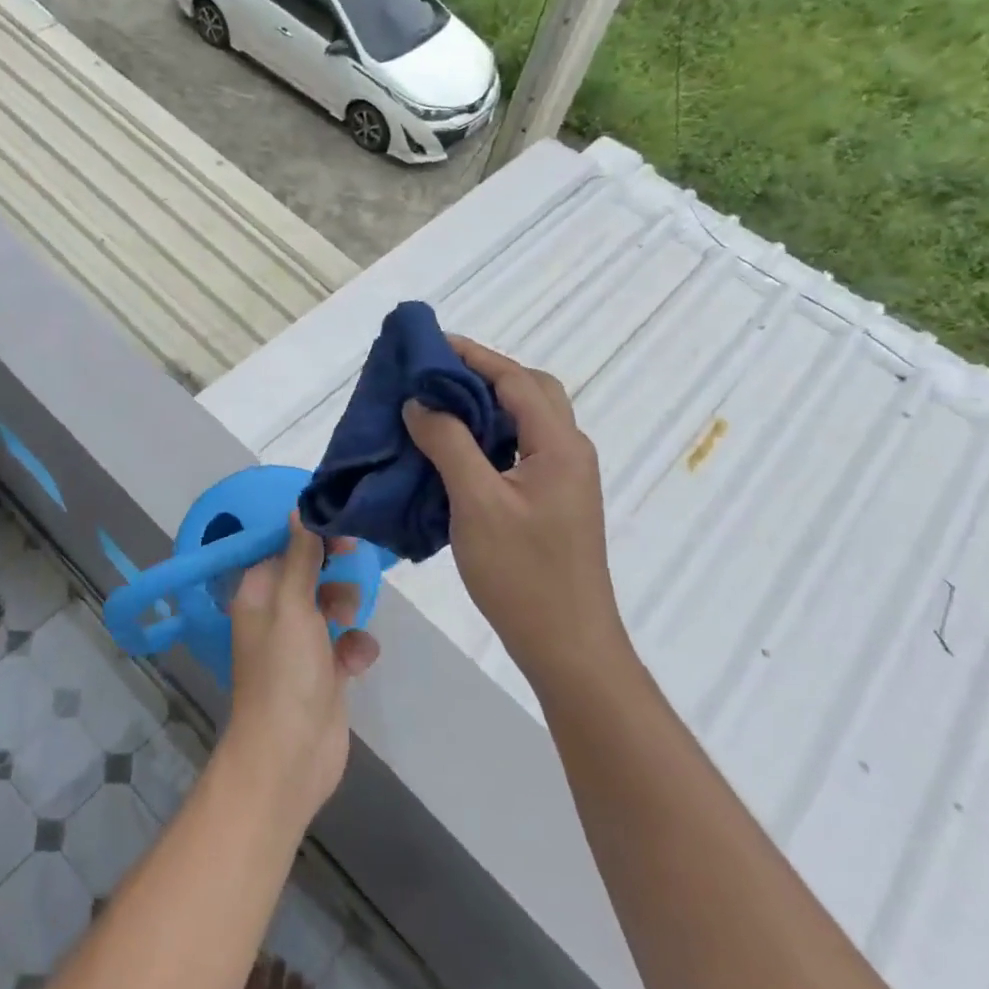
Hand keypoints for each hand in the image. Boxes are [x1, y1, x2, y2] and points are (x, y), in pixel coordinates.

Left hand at [222, 515, 379, 822]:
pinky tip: (359, 659)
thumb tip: (298, 509)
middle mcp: (275, 614)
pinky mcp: (323, 672)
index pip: (281, 547)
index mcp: (257, 594)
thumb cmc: (286, 672)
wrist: (291, 755)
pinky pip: (344, 643)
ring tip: (350, 618)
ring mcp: (299, 645)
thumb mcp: (293, 605)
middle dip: (332, 568)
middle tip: (354, 560)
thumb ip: (299, 556)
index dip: (309, 534)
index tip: (341, 526)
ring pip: (329, 605)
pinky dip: (354, 646)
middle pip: (308, 573)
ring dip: (346, 605)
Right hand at [402, 336, 627, 685]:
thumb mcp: (477, 503)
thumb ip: (449, 444)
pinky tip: (453, 451)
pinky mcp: (552, 501)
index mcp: (559, 445)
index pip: (516, 380)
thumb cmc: (522, 573)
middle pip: (529, 392)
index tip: (429, 343)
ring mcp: (563, 479)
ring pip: (524, 422)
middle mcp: (568, 452)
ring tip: (436, 406)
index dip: (472, 356)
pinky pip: (518, 450)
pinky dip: (487, 437)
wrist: (567, 645)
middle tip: (434, 375)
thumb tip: (420, 403)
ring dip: (484, 406)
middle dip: (483, 375)